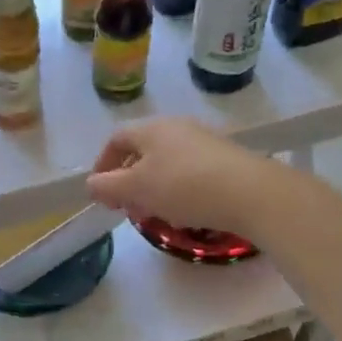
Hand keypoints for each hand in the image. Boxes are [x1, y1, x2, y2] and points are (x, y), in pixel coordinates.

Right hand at [86, 117, 274, 236]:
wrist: (251, 193)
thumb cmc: (184, 186)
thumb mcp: (136, 189)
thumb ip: (108, 186)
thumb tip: (91, 184)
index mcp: (151, 128)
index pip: (116, 139)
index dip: (103, 164)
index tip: (101, 191)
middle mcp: (176, 127)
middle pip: (142, 151)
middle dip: (128, 180)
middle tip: (126, 207)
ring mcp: (203, 141)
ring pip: (166, 162)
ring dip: (152, 187)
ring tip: (155, 214)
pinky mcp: (224, 158)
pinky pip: (189, 171)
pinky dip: (177, 189)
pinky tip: (185, 211)